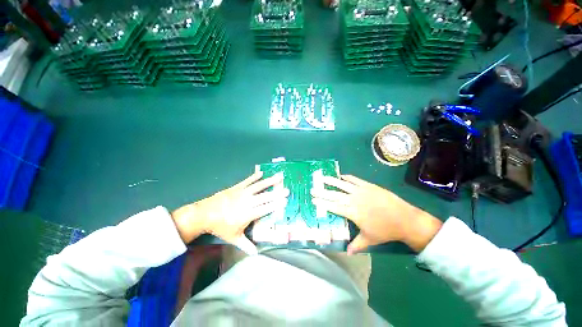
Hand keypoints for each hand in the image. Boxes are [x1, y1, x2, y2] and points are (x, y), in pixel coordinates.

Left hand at [172, 171, 288, 253]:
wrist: (205, 214)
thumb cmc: (221, 227)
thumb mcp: (234, 237)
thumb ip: (246, 244)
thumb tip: (256, 253)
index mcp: (248, 214)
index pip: (266, 209)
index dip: (276, 205)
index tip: (285, 201)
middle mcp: (248, 202)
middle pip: (265, 197)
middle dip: (277, 193)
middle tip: (287, 190)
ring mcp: (242, 193)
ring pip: (259, 186)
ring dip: (269, 181)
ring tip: (278, 177)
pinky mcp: (236, 187)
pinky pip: (247, 181)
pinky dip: (254, 176)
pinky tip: (261, 172)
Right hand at [311, 175, 441, 253]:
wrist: (404, 218)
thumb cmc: (385, 230)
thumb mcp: (370, 239)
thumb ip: (356, 245)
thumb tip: (346, 253)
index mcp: (352, 212)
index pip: (333, 207)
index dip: (322, 204)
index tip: (314, 201)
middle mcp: (354, 200)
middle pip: (334, 195)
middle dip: (322, 192)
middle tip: (312, 189)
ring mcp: (361, 191)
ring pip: (342, 185)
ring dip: (331, 181)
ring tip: (322, 178)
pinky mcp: (368, 185)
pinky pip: (354, 179)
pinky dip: (346, 177)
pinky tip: (341, 176)